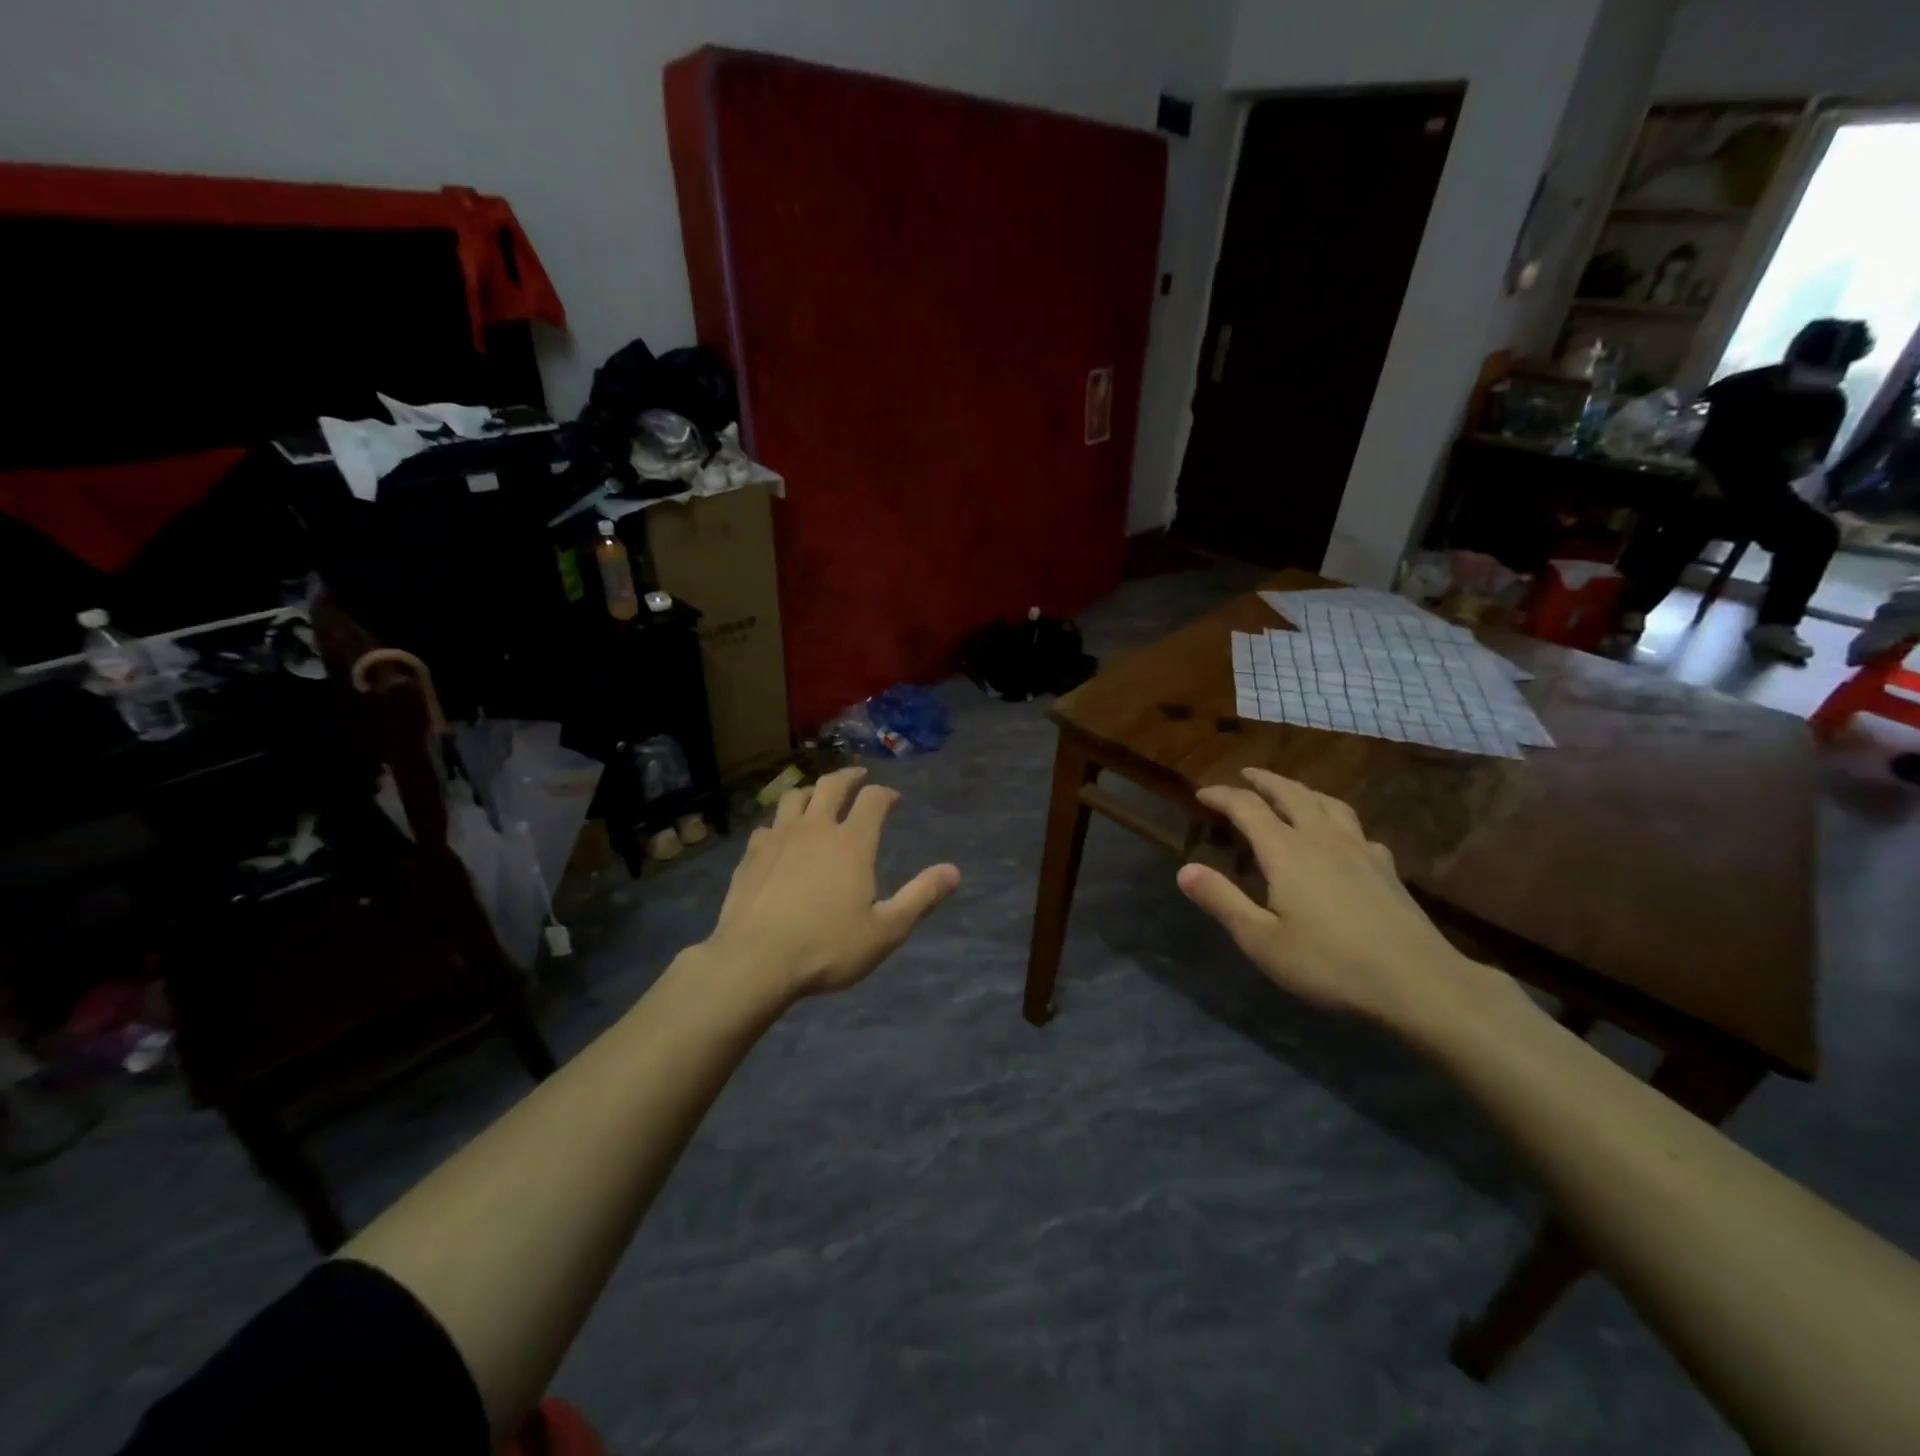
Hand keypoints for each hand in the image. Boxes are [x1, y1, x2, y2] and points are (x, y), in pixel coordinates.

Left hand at [704, 767, 960, 998]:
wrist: (754, 961)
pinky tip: (779, 838)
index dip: (885, 794)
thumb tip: (954, 871)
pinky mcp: (751, 857)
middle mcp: (815, 829)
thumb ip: (921, 898)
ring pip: (794, 798)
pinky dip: (779, 824)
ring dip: (810, 792)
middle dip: (849, 777)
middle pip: (831, 786)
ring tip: (817, 798)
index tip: (893, 798)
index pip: (873, 800)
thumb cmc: (827, 947)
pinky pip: (767, 827)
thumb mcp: (885, 930)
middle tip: (858, 777)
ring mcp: (778, 839)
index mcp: (852, 842)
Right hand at [1176, 769, 1516, 1034]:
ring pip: (1328, 804)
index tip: (1201, 794)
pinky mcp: (1386, 869)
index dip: (1222, 796)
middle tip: (1246, 775)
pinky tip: (1342, 837)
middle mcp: (1322, 839)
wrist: (1418, 982)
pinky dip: (1337, 820)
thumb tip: (1184, 870)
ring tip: (1291, 792)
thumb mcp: (1262, 940)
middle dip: (1264, 781)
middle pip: (1291, 794)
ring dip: (1303, 791)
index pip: (1248, 808)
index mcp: (1286, 852)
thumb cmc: (1330, 963)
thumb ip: (1222, 901)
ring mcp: (1360, 851)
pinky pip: (1357, 828)